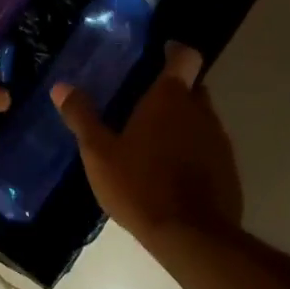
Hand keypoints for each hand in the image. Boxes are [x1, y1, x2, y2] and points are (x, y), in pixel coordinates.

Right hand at [53, 43, 243, 243]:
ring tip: (154, 141)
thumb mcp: (99, 153)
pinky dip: (193, 150)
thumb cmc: (140, 185)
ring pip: (201, 118)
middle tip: (144, 104)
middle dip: (174, 90)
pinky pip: (209, 147)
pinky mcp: (228, 169)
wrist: (191, 236)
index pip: (185, 56)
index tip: (160, 53)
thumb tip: (61, 86)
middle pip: (193, 87)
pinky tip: (172, 172)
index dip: (174, 51)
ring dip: (183, 122)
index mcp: (170, 98)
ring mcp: (219, 140)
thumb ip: (82, 117)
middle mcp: (200, 111)